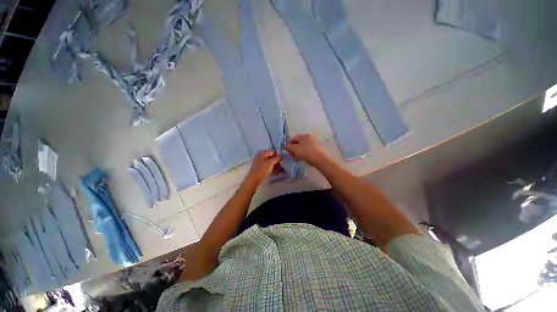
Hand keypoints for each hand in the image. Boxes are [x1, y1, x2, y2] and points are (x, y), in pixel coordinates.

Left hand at [245, 150, 281, 185]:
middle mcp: (260, 155)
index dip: (278, 155)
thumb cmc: (262, 170)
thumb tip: (280, 155)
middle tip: (282, 165)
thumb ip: (276, 158)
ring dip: (275, 165)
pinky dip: (272, 167)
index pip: (273, 151)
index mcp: (262, 153)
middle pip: (271, 156)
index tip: (283, 159)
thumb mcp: (270, 163)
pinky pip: (267, 165)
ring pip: (270, 161)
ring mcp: (260, 161)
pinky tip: (277, 171)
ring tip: (281, 169)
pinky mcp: (260, 166)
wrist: (253, 179)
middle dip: (277, 161)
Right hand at [284, 133, 327, 165]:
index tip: (286, 150)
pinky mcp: (316, 148)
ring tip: (296, 157)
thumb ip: (288, 147)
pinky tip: (302, 158)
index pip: (293, 138)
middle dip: (293, 148)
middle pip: (298, 142)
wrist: (319, 158)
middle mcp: (308, 137)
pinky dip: (303, 153)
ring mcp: (313, 143)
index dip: (288, 144)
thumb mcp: (294, 149)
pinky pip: (307, 150)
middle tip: (291, 154)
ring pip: (303, 146)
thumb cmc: (305, 152)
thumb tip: (285, 146)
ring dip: (298, 151)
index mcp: (303, 136)